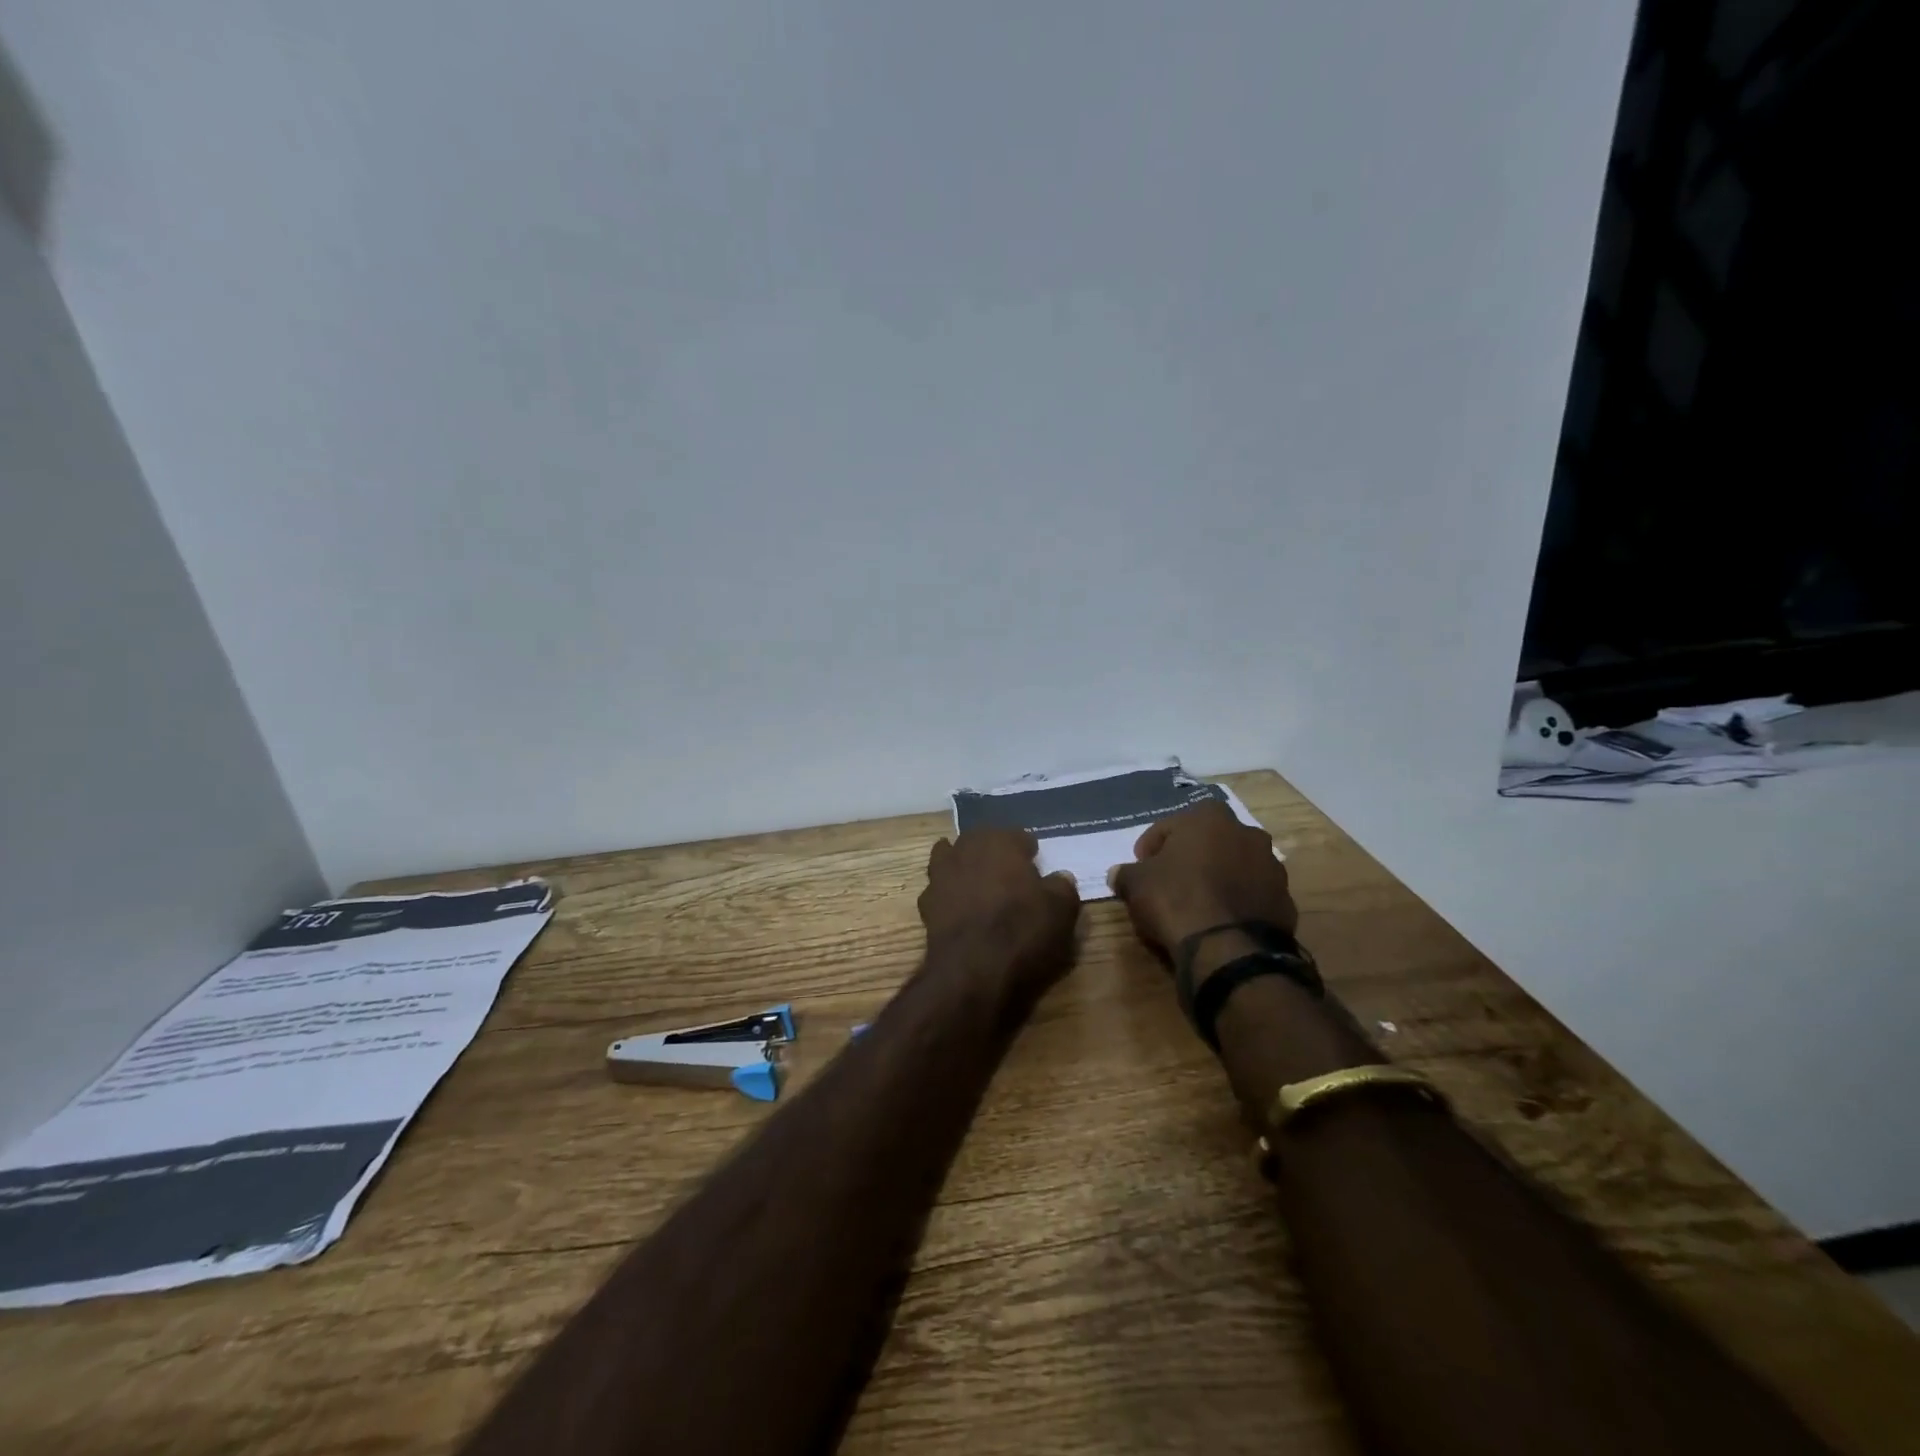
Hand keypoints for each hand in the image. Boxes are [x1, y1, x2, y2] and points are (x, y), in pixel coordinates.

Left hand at [918, 829, 1081, 999]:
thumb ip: (1062, 887)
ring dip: (966, 868)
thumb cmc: (1022, 931)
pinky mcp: (925, 905)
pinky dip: (951, 896)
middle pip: (981, 842)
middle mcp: (966, 849)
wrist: (972, 972)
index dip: (1029, 852)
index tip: (1037, 866)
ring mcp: (940, 875)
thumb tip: (1060, 877)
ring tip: (982, 889)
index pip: (1018, 836)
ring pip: (953, 860)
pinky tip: (963, 912)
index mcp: (1000, 841)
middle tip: (1010, 875)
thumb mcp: (1061, 911)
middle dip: (994, 853)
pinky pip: (942, 891)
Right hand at [1107, 800, 1296, 965]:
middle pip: (1206, 843)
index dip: (1150, 848)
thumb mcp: (1136, 884)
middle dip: (1188, 858)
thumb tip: (1118, 874)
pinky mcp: (1285, 899)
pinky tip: (1219, 922)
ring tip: (1196, 905)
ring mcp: (1271, 866)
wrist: (1229, 948)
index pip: (1168, 826)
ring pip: (1233, 866)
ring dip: (1216, 879)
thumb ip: (1126, 873)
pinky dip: (1236, 902)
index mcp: (1208, 817)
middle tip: (1168, 883)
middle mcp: (1246, 832)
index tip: (1141, 868)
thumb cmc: (1176, 899)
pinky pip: (1251, 894)